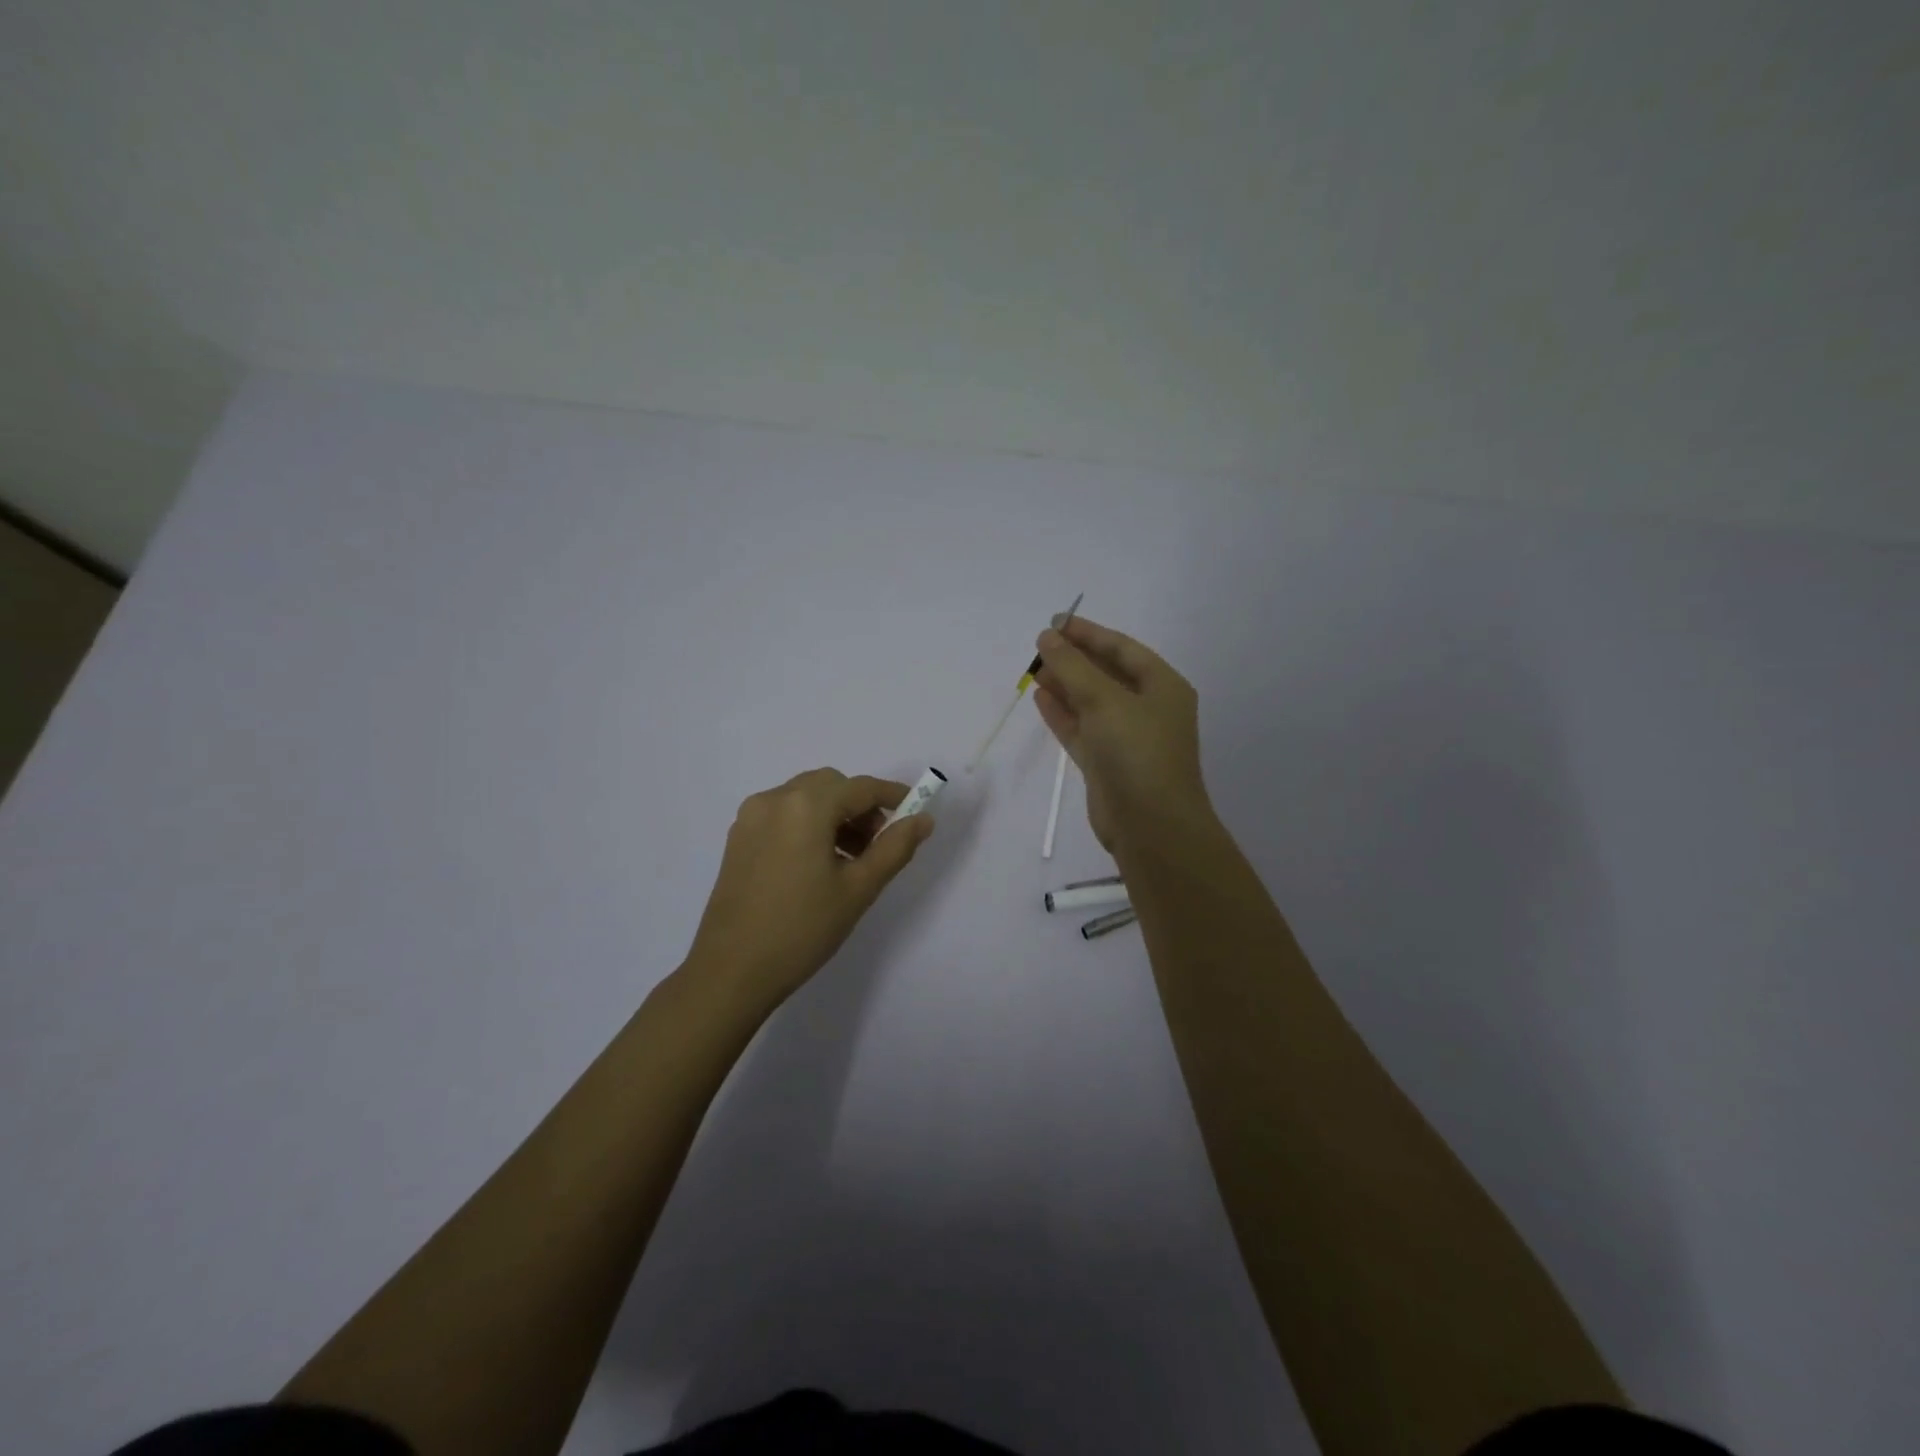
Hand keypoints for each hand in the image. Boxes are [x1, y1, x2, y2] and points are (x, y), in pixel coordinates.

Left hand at [684, 768, 934, 1006]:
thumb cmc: (802, 929)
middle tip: (879, 844)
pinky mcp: (738, 837)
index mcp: (806, 806)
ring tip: (851, 860)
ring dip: (835, 815)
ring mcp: (751, 817)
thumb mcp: (859, 889)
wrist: (731, 972)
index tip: (916, 813)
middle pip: (831, 786)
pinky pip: (784, 814)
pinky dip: (809, 824)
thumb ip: (895, 847)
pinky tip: (818, 864)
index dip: (893, 796)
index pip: (861, 788)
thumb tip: (923, 819)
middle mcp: (775, 799)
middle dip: (861, 806)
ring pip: (806, 798)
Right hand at [1032, 617, 1213, 855]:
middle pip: (1106, 674)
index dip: (1089, 633)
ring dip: (1065, 685)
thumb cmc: (1137, 752)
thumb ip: (1072, 666)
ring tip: (1033, 669)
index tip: (1055, 622)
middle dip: (1074, 659)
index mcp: (1163, 686)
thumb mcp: (1104, 700)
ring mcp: (1127, 738)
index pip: (1122, 649)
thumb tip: (1046, 637)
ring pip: (1091, 702)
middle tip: (1039, 646)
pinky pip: (1082, 729)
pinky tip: (1040, 697)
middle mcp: (1148, 709)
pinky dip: (1062, 713)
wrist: (1150, 826)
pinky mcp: (1107, 763)